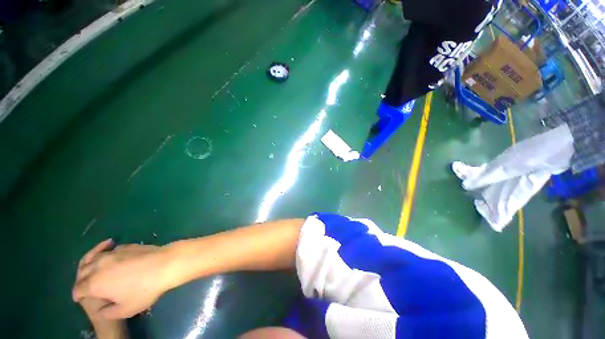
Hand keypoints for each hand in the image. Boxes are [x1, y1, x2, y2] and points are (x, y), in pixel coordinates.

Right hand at [73, 239, 171, 318]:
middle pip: (83, 271)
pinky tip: (110, 258)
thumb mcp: (126, 310)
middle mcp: (99, 266)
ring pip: (93, 258)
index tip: (79, 298)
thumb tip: (100, 309)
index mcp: (95, 283)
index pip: (78, 289)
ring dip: (90, 264)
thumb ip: (108, 312)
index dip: (77, 295)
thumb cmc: (144, 290)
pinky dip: (104, 254)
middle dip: (81, 279)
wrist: (164, 265)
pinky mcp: (125, 246)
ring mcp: (112, 253)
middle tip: (84, 284)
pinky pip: (109, 251)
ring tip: (91, 268)